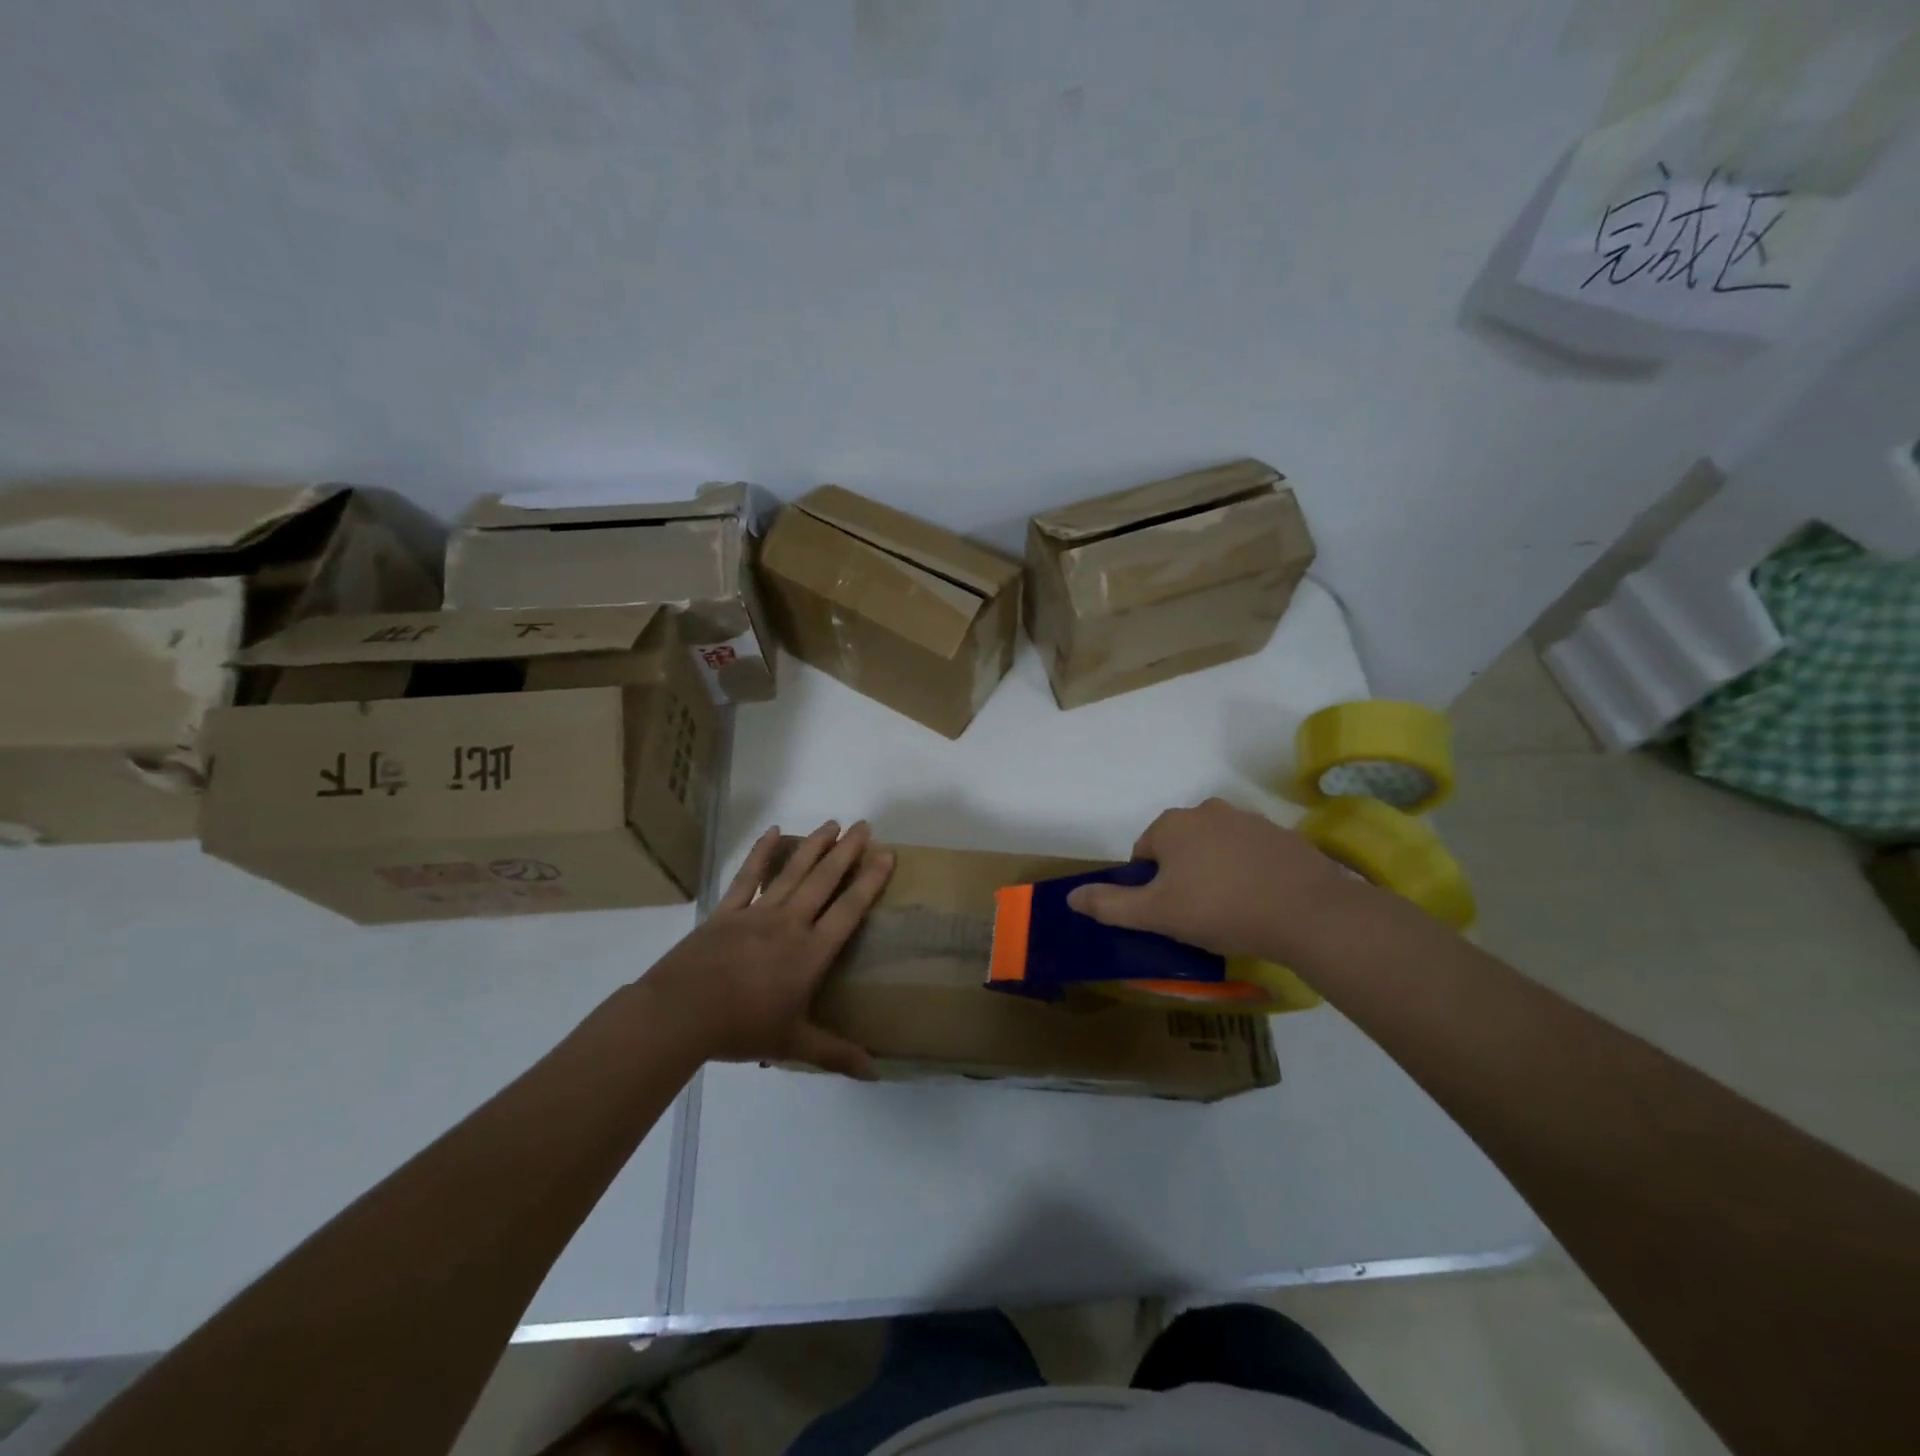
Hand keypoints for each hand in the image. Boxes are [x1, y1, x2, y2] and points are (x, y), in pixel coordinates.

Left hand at [642, 820, 893, 1078]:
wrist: (682, 1013)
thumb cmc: (742, 1028)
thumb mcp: (793, 1043)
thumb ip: (835, 1054)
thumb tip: (875, 1073)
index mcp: (810, 952)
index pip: (849, 910)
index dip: (870, 881)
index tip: (888, 854)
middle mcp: (790, 923)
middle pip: (824, 880)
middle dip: (847, 852)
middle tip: (865, 826)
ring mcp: (756, 913)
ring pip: (792, 872)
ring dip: (813, 846)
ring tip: (832, 823)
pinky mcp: (727, 911)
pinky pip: (747, 876)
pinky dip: (761, 852)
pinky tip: (773, 831)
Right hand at [1066, 798, 1358, 959]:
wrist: (1308, 913)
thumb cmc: (1220, 909)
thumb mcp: (1157, 914)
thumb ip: (1110, 905)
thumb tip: (1071, 897)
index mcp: (1172, 824)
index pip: (1143, 853)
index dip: (1149, 886)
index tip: (1168, 913)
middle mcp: (1207, 810)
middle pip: (1179, 847)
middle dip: (1182, 875)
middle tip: (1196, 915)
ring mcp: (1248, 819)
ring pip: (1215, 848)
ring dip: (1214, 872)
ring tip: (1230, 910)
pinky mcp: (1282, 835)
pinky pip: (1250, 853)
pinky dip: (1248, 872)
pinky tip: (1260, 902)